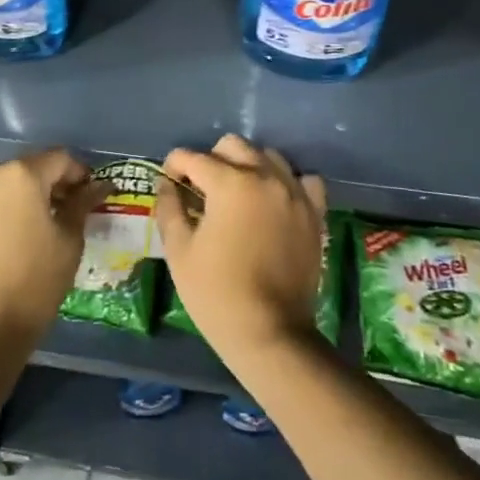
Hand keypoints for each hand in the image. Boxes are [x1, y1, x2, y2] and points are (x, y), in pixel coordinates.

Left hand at [0, 150, 108, 353]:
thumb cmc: (35, 282)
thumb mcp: (69, 241)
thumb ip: (82, 204)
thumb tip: (98, 185)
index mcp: (22, 175)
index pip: (59, 159)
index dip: (78, 173)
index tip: (88, 194)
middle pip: (26, 170)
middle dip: (46, 186)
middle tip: (62, 212)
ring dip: (17, 200)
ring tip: (29, 231)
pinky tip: (0, 246)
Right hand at [155, 135, 327, 368]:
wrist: (271, 334)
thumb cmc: (217, 293)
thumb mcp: (179, 251)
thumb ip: (169, 208)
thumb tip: (166, 183)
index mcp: (229, 182)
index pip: (193, 157)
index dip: (174, 166)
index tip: (170, 182)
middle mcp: (264, 176)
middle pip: (232, 145)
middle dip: (211, 160)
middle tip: (202, 189)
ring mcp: (294, 192)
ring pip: (268, 156)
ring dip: (248, 166)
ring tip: (238, 194)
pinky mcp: (314, 213)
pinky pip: (304, 180)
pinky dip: (288, 183)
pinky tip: (276, 201)